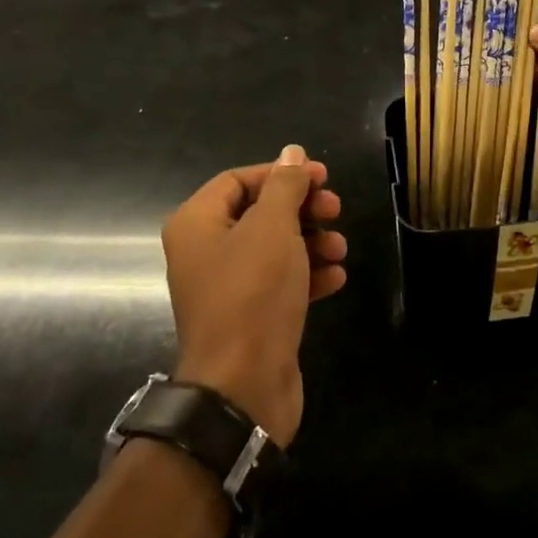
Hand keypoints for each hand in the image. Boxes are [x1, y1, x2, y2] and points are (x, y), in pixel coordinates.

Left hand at [162, 145, 346, 445]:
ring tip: (340, 249)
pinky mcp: (250, 317)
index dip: (281, 173)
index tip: (322, 177)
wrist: (243, 385)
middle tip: (335, 210)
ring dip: (312, 242)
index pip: (238, 180)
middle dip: (302, 208)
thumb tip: (291, 152)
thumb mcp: (273, 227)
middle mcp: (206, 252)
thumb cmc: (253, 292)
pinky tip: (336, 278)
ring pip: (275, 248)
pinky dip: (308, 276)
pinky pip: (280, 283)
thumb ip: (285, 186)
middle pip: (260, 212)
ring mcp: (227, 287)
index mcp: (197, 223)